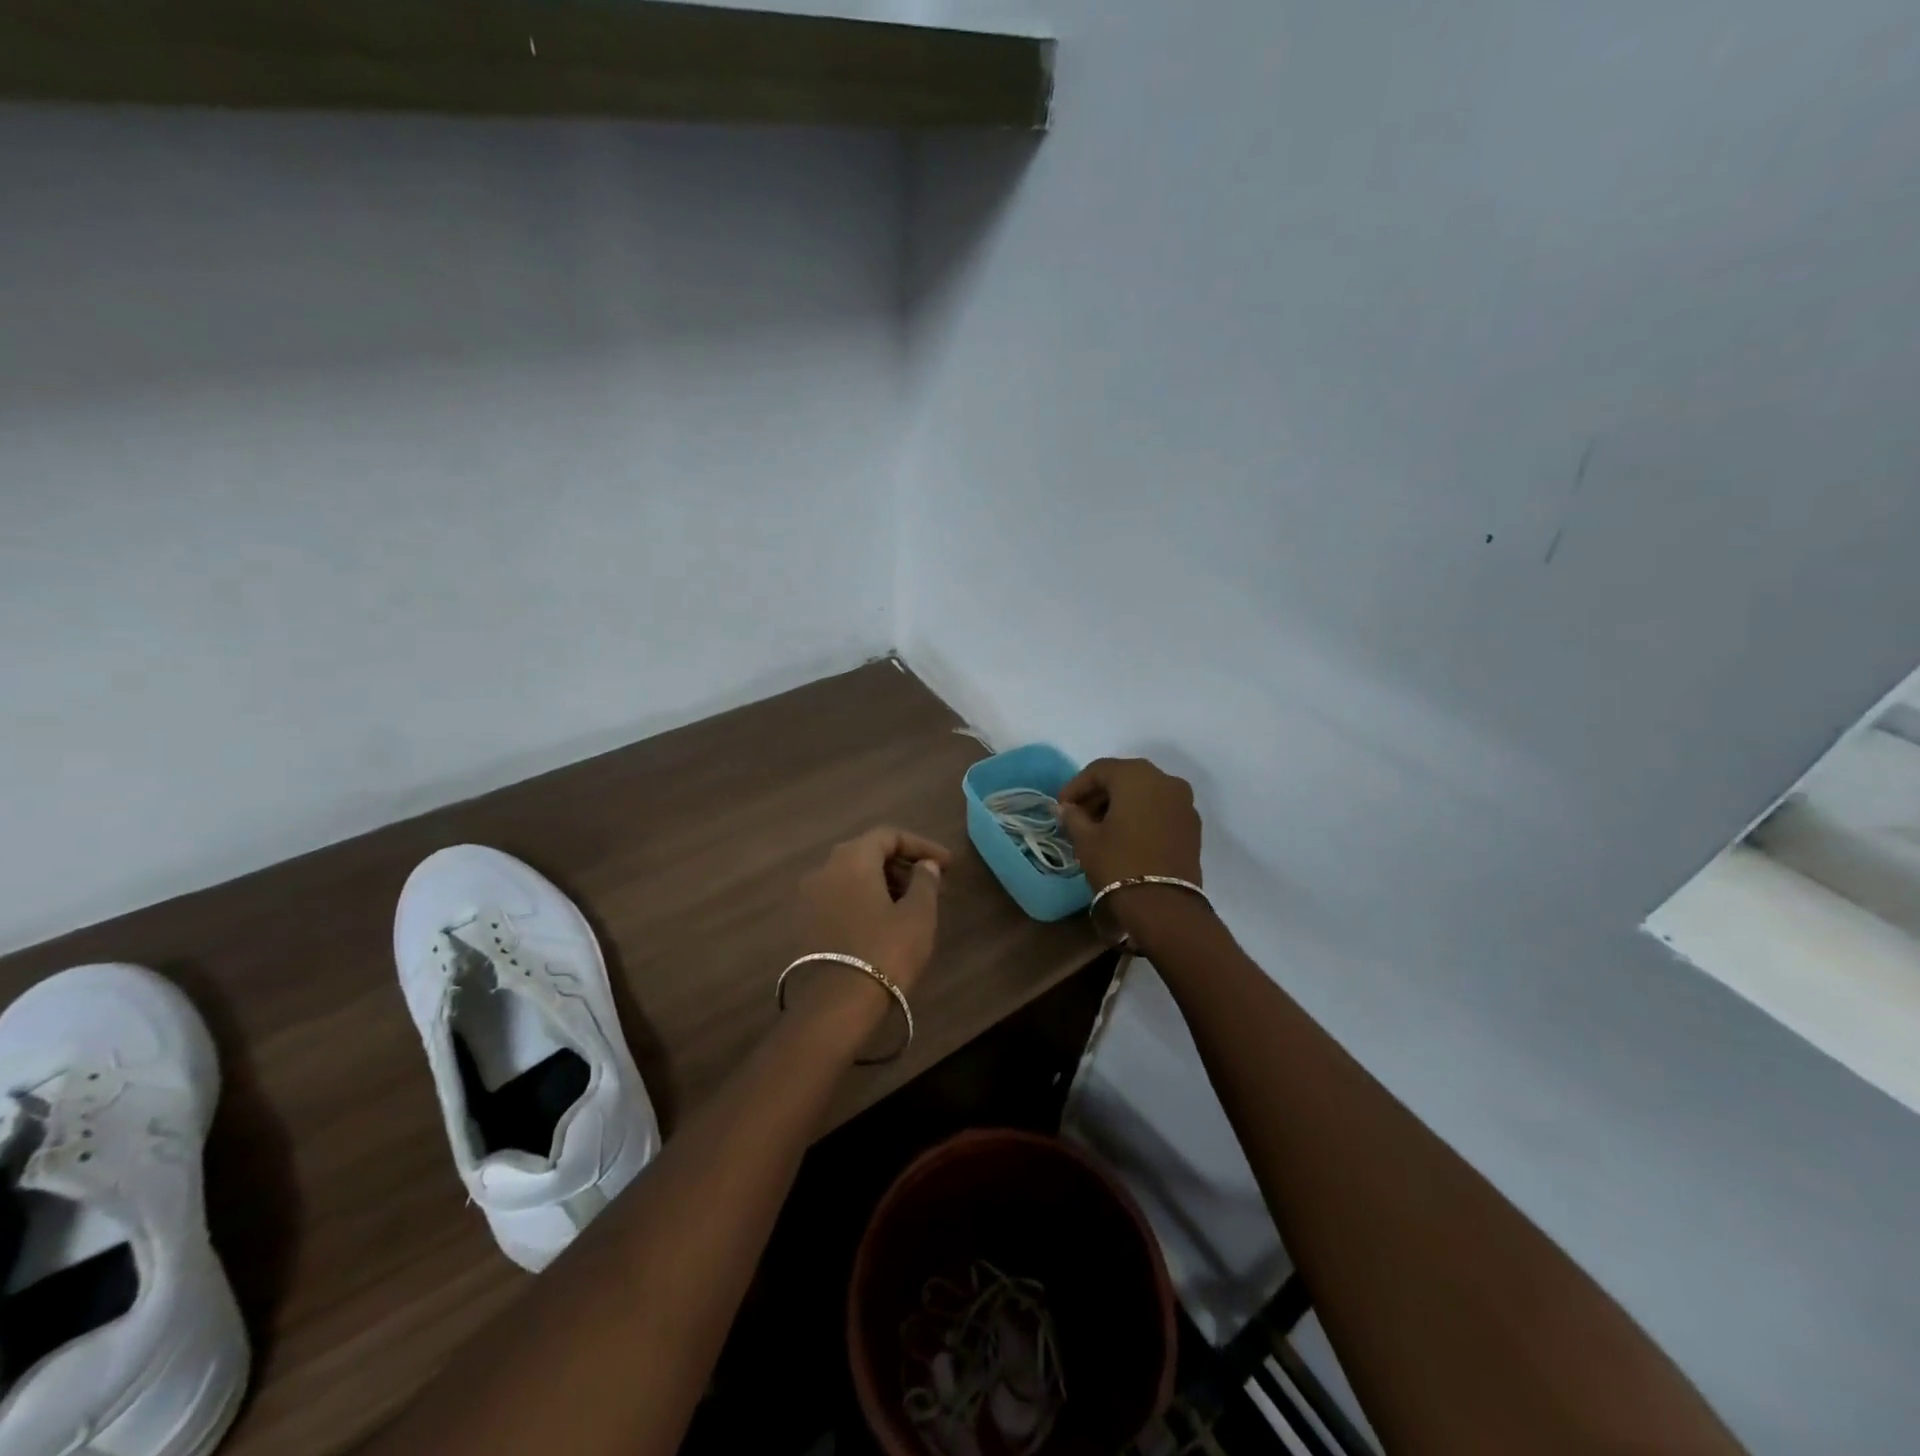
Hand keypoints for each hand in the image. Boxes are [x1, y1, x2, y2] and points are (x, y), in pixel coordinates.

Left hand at [792, 828, 952, 1025]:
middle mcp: (824, 869)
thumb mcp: (918, 914)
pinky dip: (864, 901)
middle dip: (903, 865)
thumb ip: (925, 881)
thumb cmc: (885, 950)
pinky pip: (840, 898)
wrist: (837, 1005)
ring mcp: (809, 897)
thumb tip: (926, 865)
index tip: (947, 865)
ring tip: (913, 906)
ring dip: (884, 884)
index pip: (889, 836)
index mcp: (851, 858)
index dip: (922, 846)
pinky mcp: (805, 924)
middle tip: (933, 885)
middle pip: (868, 853)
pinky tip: (885, 922)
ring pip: (852, 877)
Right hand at [1058, 758, 1204, 936]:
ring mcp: (1183, 802)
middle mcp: (1165, 779)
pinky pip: (1161, 809)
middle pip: (1124, 778)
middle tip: (1079, 816)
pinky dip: (1142, 815)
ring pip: (1145, 793)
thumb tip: (1067, 809)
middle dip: (1099, 794)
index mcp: (1136, 775)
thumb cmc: (1118, 863)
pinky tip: (1126, 836)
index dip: (1076, 787)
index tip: (1061, 807)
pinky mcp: (1193, 825)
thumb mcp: (1086, 839)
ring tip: (1101, 827)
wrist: (1164, 905)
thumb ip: (1073, 817)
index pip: (1098, 770)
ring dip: (1121, 804)